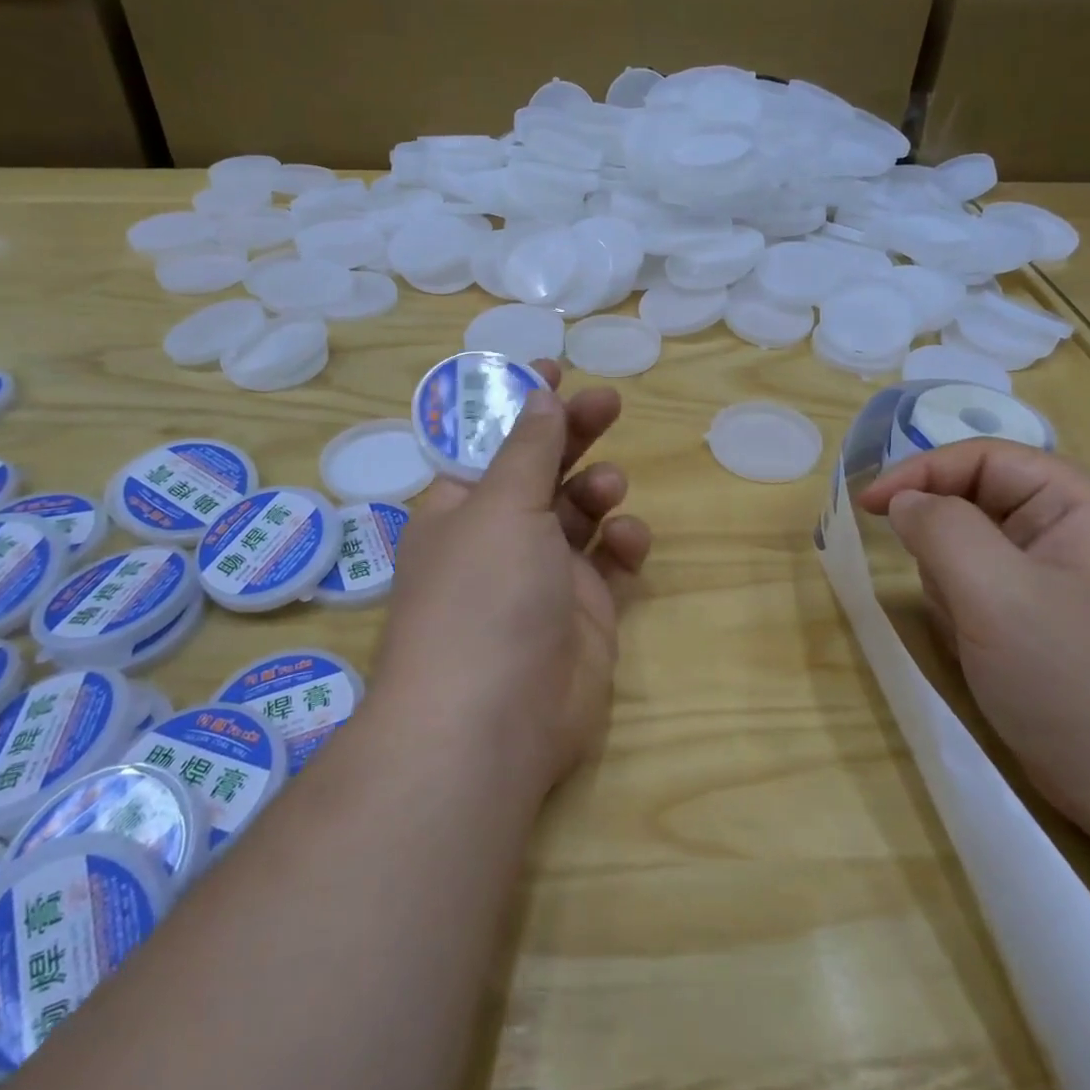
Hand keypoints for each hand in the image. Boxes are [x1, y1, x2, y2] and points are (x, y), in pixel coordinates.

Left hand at [374, 361, 651, 796]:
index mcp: (461, 507)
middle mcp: (500, 538)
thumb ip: (528, 447)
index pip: (491, 442)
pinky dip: (622, 545)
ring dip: (597, 490)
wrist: (492, 723)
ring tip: (606, 490)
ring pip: (580, 514)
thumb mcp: (500, 506)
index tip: (554, 366)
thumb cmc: (482, 595)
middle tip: (608, 402)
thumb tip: (537, 391)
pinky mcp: (585, 612)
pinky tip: (628, 541)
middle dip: (573, 434)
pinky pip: (610, 564)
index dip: (520, 404)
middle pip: (542, 470)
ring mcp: (544, 577)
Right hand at [858, 439, 1089, 844]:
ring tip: (972, 630)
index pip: (984, 457)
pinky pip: (980, 585)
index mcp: (1083, 504)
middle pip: (977, 500)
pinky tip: (980, 648)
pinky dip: (962, 608)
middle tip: (944, 592)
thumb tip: (903, 502)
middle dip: (945, 542)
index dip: (921, 472)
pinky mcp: (1045, 615)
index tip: (868, 507)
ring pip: (971, 545)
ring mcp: (1062, 575)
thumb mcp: (997, 594)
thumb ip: (941, 530)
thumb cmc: (1076, 682)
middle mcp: (1076, 528)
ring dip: (952, 581)